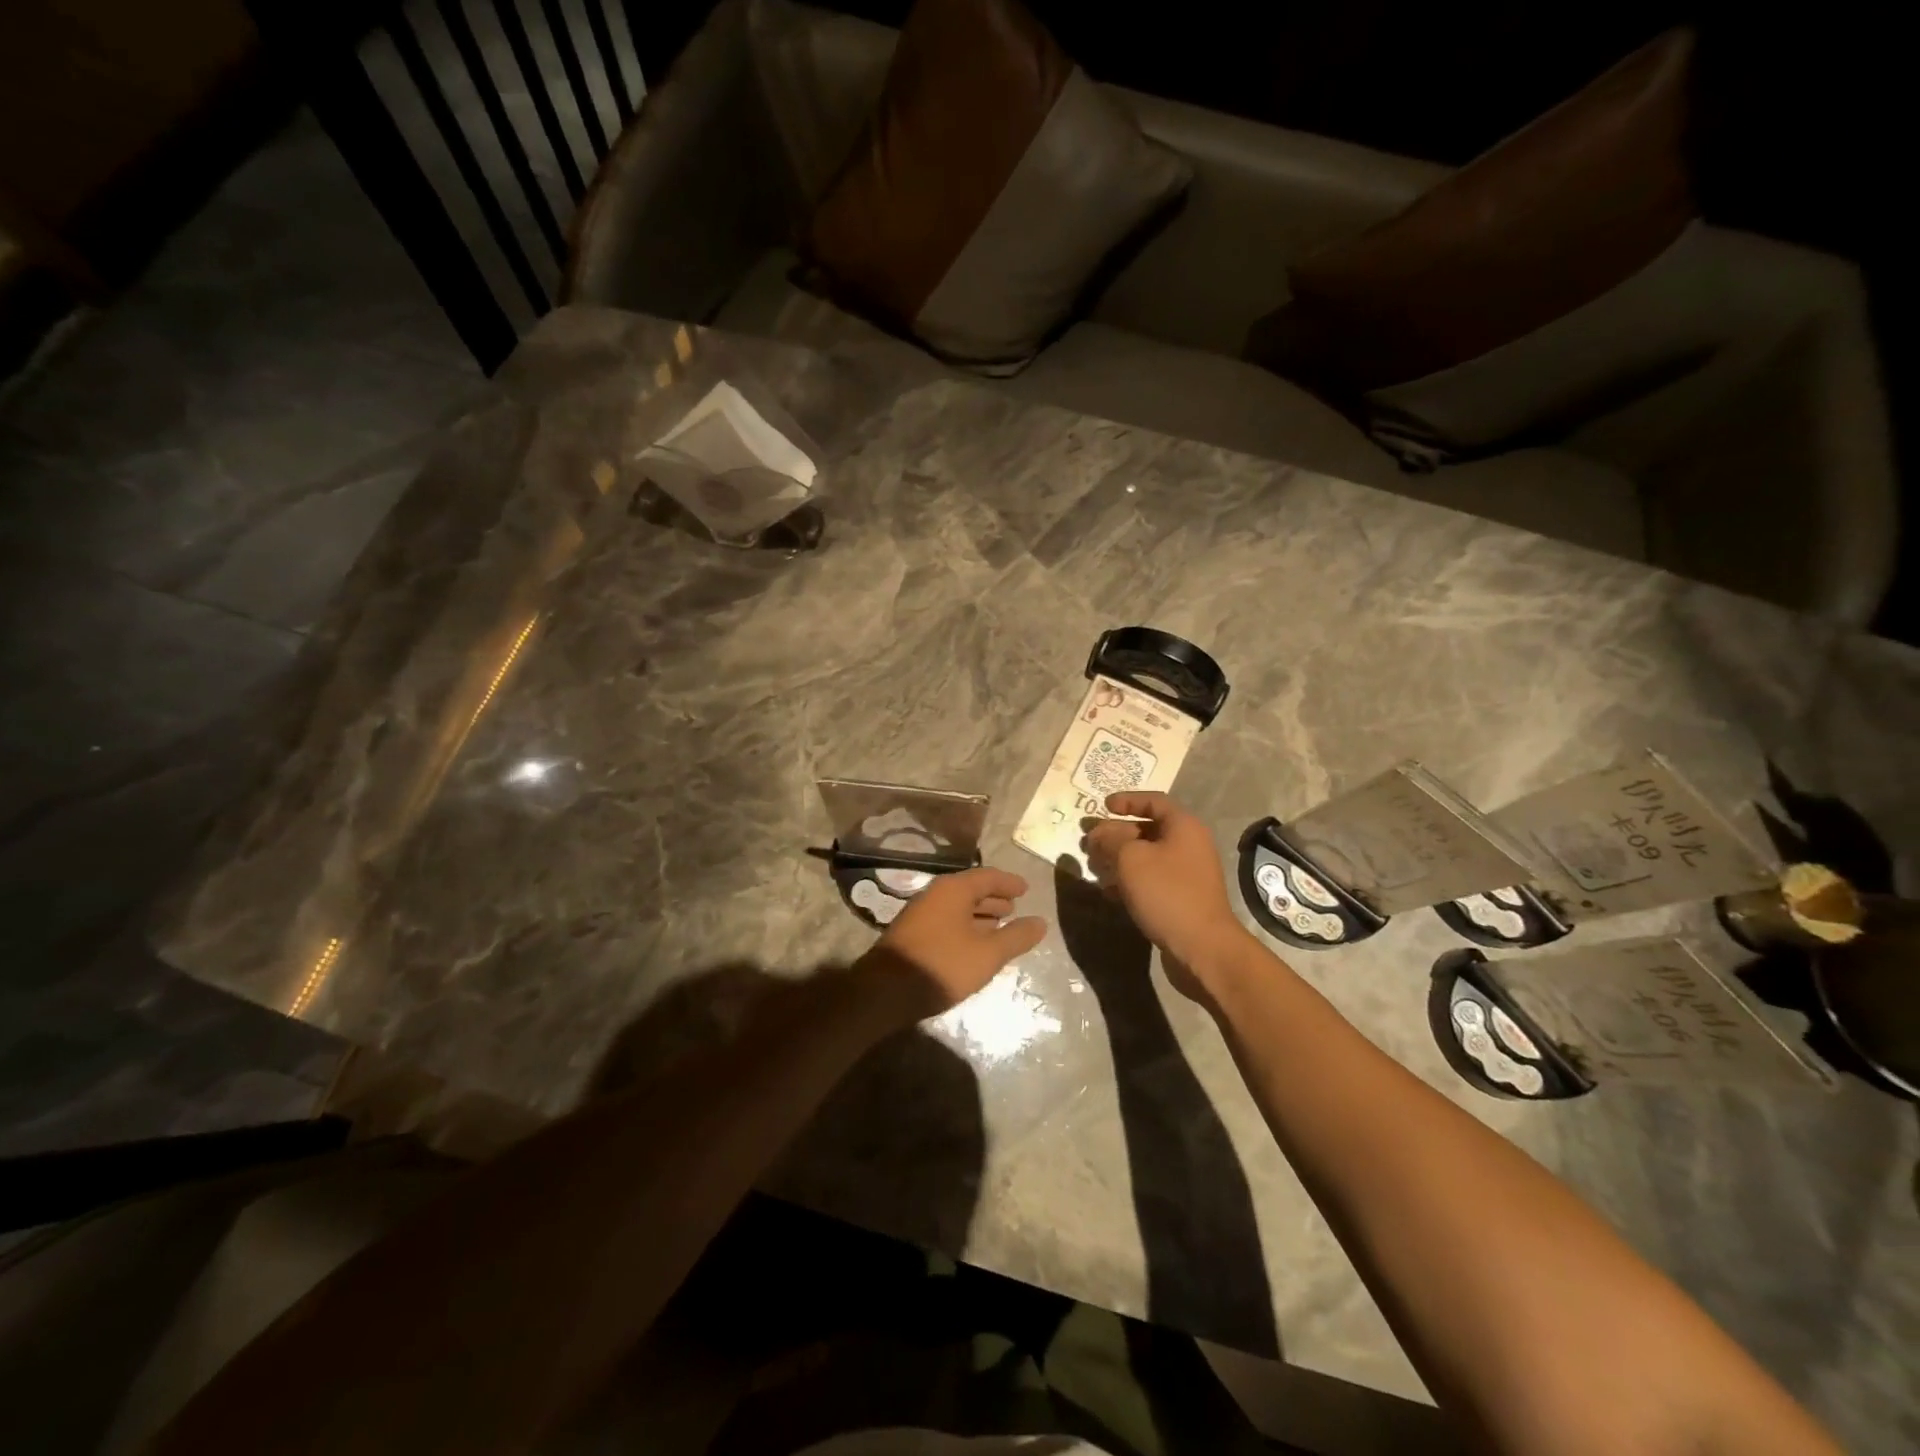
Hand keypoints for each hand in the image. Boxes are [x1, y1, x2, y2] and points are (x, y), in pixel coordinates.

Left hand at [854, 866, 1047, 1026]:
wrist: (886, 991)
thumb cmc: (943, 965)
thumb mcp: (988, 954)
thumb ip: (1016, 937)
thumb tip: (1040, 922)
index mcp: (954, 889)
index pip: (988, 877)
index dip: (1009, 883)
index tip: (1025, 890)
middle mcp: (935, 894)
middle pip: (971, 890)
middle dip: (994, 899)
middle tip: (1014, 908)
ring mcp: (920, 913)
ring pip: (957, 907)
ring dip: (979, 914)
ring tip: (999, 926)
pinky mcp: (912, 933)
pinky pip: (946, 920)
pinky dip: (965, 925)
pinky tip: (973, 944)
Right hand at [1081, 793, 1252, 985]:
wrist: (1202, 947)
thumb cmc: (1167, 893)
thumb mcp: (1131, 859)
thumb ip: (1110, 839)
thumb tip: (1099, 833)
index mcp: (1183, 826)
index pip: (1154, 801)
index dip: (1127, 800)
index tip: (1103, 806)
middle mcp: (1189, 845)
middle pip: (1147, 830)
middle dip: (1115, 834)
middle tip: (1089, 843)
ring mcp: (1187, 873)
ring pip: (1147, 857)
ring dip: (1118, 859)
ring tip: (1094, 868)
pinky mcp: (1182, 898)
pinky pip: (1152, 880)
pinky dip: (1130, 881)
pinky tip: (1109, 892)